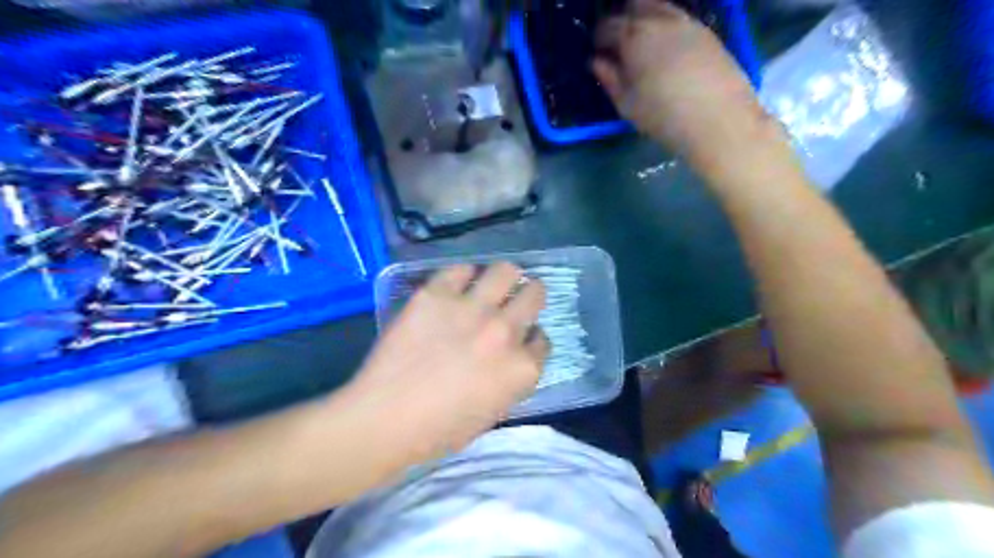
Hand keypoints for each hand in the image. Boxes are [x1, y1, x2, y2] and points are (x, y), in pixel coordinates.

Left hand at [348, 264, 549, 464]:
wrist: (385, 418)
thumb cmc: (439, 431)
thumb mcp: (492, 414)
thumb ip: (510, 381)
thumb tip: (509, 359)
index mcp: (522, 368)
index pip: (541, 340)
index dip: (531, 338)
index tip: (519, 339)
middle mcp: (505, 331)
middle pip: (534, 294)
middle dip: (529, 296)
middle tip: (515, 300)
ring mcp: (472, 308)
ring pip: (506, 271)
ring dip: (504, 278)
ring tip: (492, 284)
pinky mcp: (437, 294)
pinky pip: (460, 269)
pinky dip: (463, 275)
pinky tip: (456, 285)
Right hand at [593, 0, 770, 170]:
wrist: (717, 118)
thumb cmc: (662, 115)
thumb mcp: (626, 103)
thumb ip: (609, 78)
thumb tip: (596, 61)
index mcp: (634, 37)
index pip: (608, 25)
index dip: (599, 37)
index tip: (597, 51)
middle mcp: (660, 20)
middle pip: (635, 6)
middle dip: (623, 19)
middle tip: (619, 42)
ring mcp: (687, 22)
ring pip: (660, 7)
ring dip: (646, 19)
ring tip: (643, 44)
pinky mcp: (707, 31)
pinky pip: (679, 18)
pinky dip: (666, 26)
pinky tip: (667, 49)